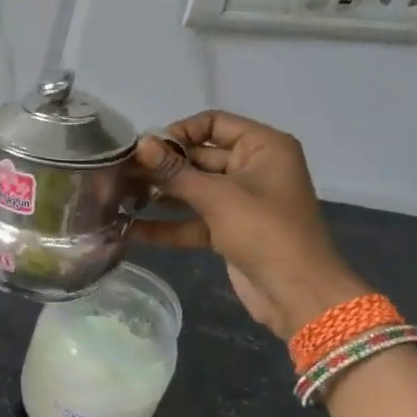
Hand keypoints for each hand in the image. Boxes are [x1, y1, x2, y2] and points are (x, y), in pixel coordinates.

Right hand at [133, 111, 365, 339]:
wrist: (297, 293)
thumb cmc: (264, 231)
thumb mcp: (216, 197)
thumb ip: (174, 171)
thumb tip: (140, 143)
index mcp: (263, 147)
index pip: (214, 123)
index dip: (179, 132)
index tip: (146, 149)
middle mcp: (252, 168)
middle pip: (199, 157)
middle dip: (162, 167)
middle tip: (121, 174)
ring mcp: (240, 202)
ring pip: (193, 190)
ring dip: (159, 195)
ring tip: (119, 198)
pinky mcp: (228, 230)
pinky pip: (192, 220)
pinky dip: (166, 225)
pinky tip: (130, 230)